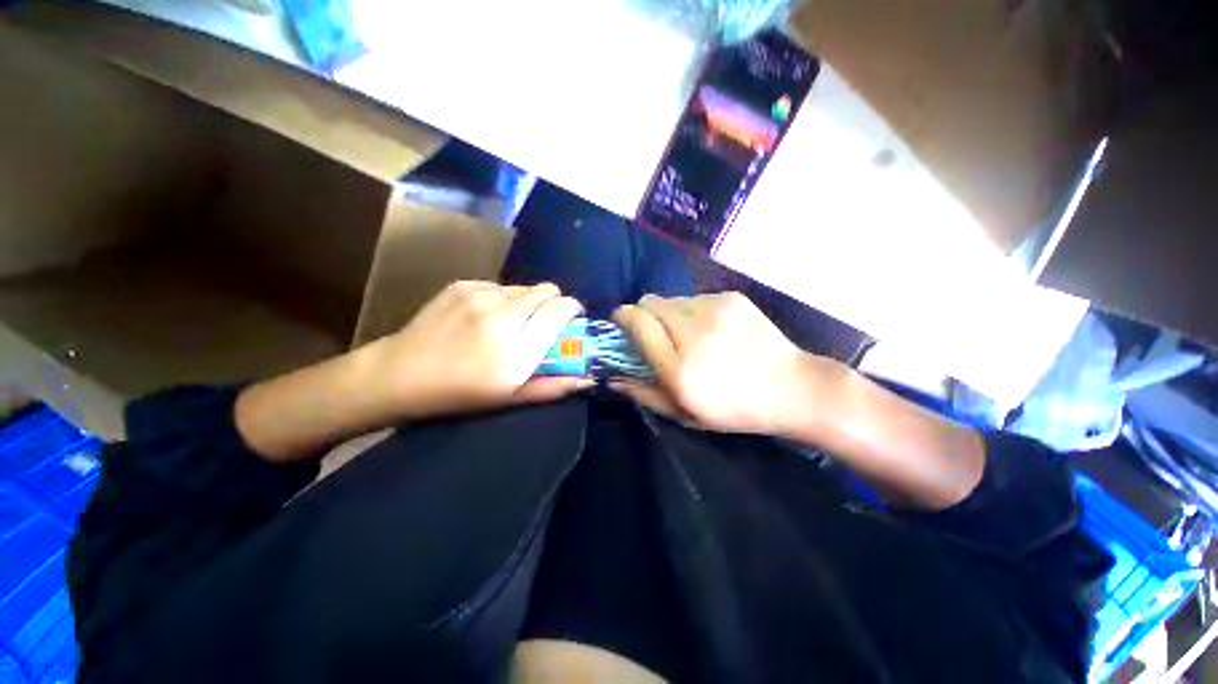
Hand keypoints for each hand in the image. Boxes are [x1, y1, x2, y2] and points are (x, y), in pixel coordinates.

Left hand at [369, 281, 591, 420]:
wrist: (399, 374)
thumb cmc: (460, 394)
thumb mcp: (511, 398)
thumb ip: (554, 386)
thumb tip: (588, 377)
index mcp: (518, 347)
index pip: (562, 308)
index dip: (572, 310)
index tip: (570, 321)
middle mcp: (504, 314)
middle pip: (547, 290)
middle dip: (553, 303)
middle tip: (542, 323)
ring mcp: (481, 294)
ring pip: (525, 286)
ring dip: (528, 302)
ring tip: (511, 322)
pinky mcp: (463, 284)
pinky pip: (500, 286)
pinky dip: (503, 299)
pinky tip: (485, 317)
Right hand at [612, 292, 838, 435]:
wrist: (790, 387)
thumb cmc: (733, 408)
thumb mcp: (683, 413)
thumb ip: (643, 393)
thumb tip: (612, 377)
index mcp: (679, 366)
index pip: (637, 321)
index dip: (623, 317)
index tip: (622, 323)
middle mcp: (694, 331)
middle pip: (650, 302)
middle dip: (645, 315)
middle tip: (657, 334)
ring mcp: (715, 310)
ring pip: (672, 299)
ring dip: (670, 314)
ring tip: (689, 335)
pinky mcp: (731, 298)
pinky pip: (696, 298)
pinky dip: (693, 311)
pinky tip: (712, 330)